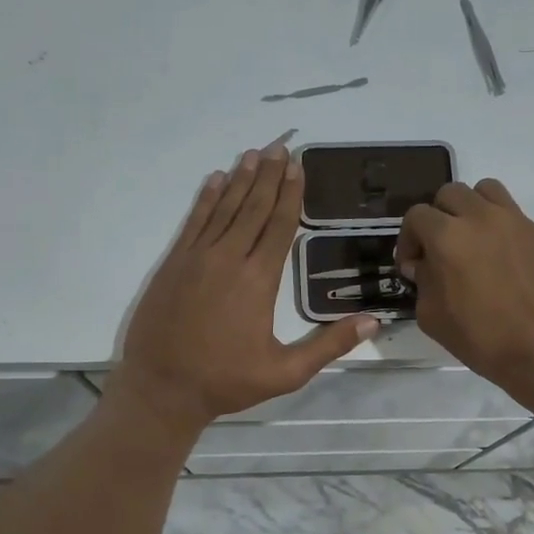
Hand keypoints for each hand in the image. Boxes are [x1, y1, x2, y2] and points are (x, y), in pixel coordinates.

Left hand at [109, 145, 378, 433]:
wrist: (161, 388)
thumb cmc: (225, 381)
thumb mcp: (285, 372)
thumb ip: (328, 344)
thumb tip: (372, 322)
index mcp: (257, 280)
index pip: (278, 225)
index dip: (290, 194)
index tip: (297, 165)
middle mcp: (227, 258)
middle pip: (252, 207)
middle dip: (268, 175)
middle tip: (280, 145)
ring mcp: (196, 258)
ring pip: (223, 208)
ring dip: (239, 179)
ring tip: (252, 153)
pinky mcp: (173, 264)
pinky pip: (193, 221)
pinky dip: (205, 198)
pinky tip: (213, 180)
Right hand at [397, 179, 533, 401]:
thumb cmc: (481, 338)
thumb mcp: (432, 317)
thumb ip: (423, 282)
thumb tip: (426, 266)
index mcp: (448, 236)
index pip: (417, 215)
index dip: (409, 238)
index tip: (414, 265)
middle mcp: (482, 218)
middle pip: (451, 193)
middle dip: (439, 217)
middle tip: (442, 248)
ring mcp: (519, 222)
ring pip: (488, 191)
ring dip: (473, 209)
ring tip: (475, 240)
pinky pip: (518, 220)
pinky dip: (505, 234)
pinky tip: (509, 266)